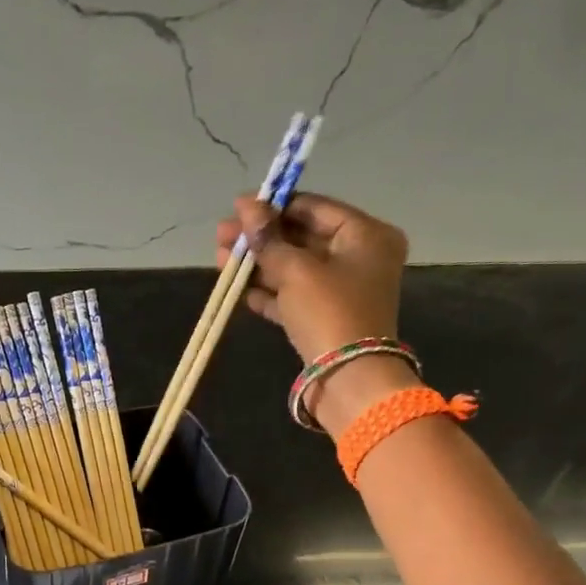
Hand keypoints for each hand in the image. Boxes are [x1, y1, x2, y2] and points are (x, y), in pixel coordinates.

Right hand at [214, 193, 417, 431]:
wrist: (348, 379)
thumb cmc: (329, 311)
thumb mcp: (296, 270)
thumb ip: (268, 238)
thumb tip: (246, 206)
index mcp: (366, 235)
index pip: (314, 208)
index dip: (274, 206)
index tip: (237, 207)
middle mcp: (358, 258)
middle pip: (301, 238)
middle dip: (260, 238)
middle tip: (222, 236)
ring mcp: (341, 290)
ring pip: (293, 268)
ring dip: (258, 264)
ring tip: (220, 260)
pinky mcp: (325, 318)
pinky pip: (293, 296)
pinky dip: (268, 291)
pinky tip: (239, 289)